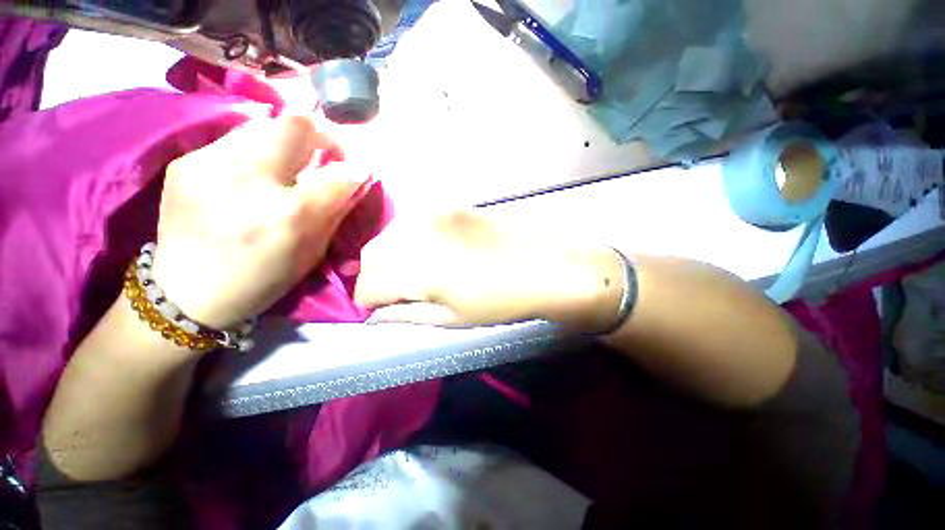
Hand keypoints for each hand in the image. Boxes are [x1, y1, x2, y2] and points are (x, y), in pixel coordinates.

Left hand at [152, 115, 370, 328]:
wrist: (186, 292)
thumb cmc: (262, 278)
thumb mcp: (313, 252)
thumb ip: (337, 211)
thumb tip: (357, 179)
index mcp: (288, 214)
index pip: (338, 175)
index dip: (357, 168)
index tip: (362, 168)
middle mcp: (249, 180)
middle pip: (296, 126)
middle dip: (324, 133)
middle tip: (329, 149)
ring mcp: (210, 164)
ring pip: (265, 125)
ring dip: (289, 140)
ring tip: (292, 160)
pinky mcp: (187, 161)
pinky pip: (235, 140)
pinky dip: (258, 151)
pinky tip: (256, 172)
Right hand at [354, 211, 625, 331]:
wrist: (546, 264)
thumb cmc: (499, 300)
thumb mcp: (449, 318)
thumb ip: (404, 315)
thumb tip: (375, 314)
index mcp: (412, 264)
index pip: (365, 286)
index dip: (372, 304)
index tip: (387, 312)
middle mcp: (413, 230)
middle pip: (371, 257)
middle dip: (379, 279)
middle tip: (403, 294)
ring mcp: (431, 211)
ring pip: (388, 238)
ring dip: (393, 259)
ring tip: (419, 274)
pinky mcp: (447, 204)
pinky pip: (412, 224)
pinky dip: (410, 242)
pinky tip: (434, 252)